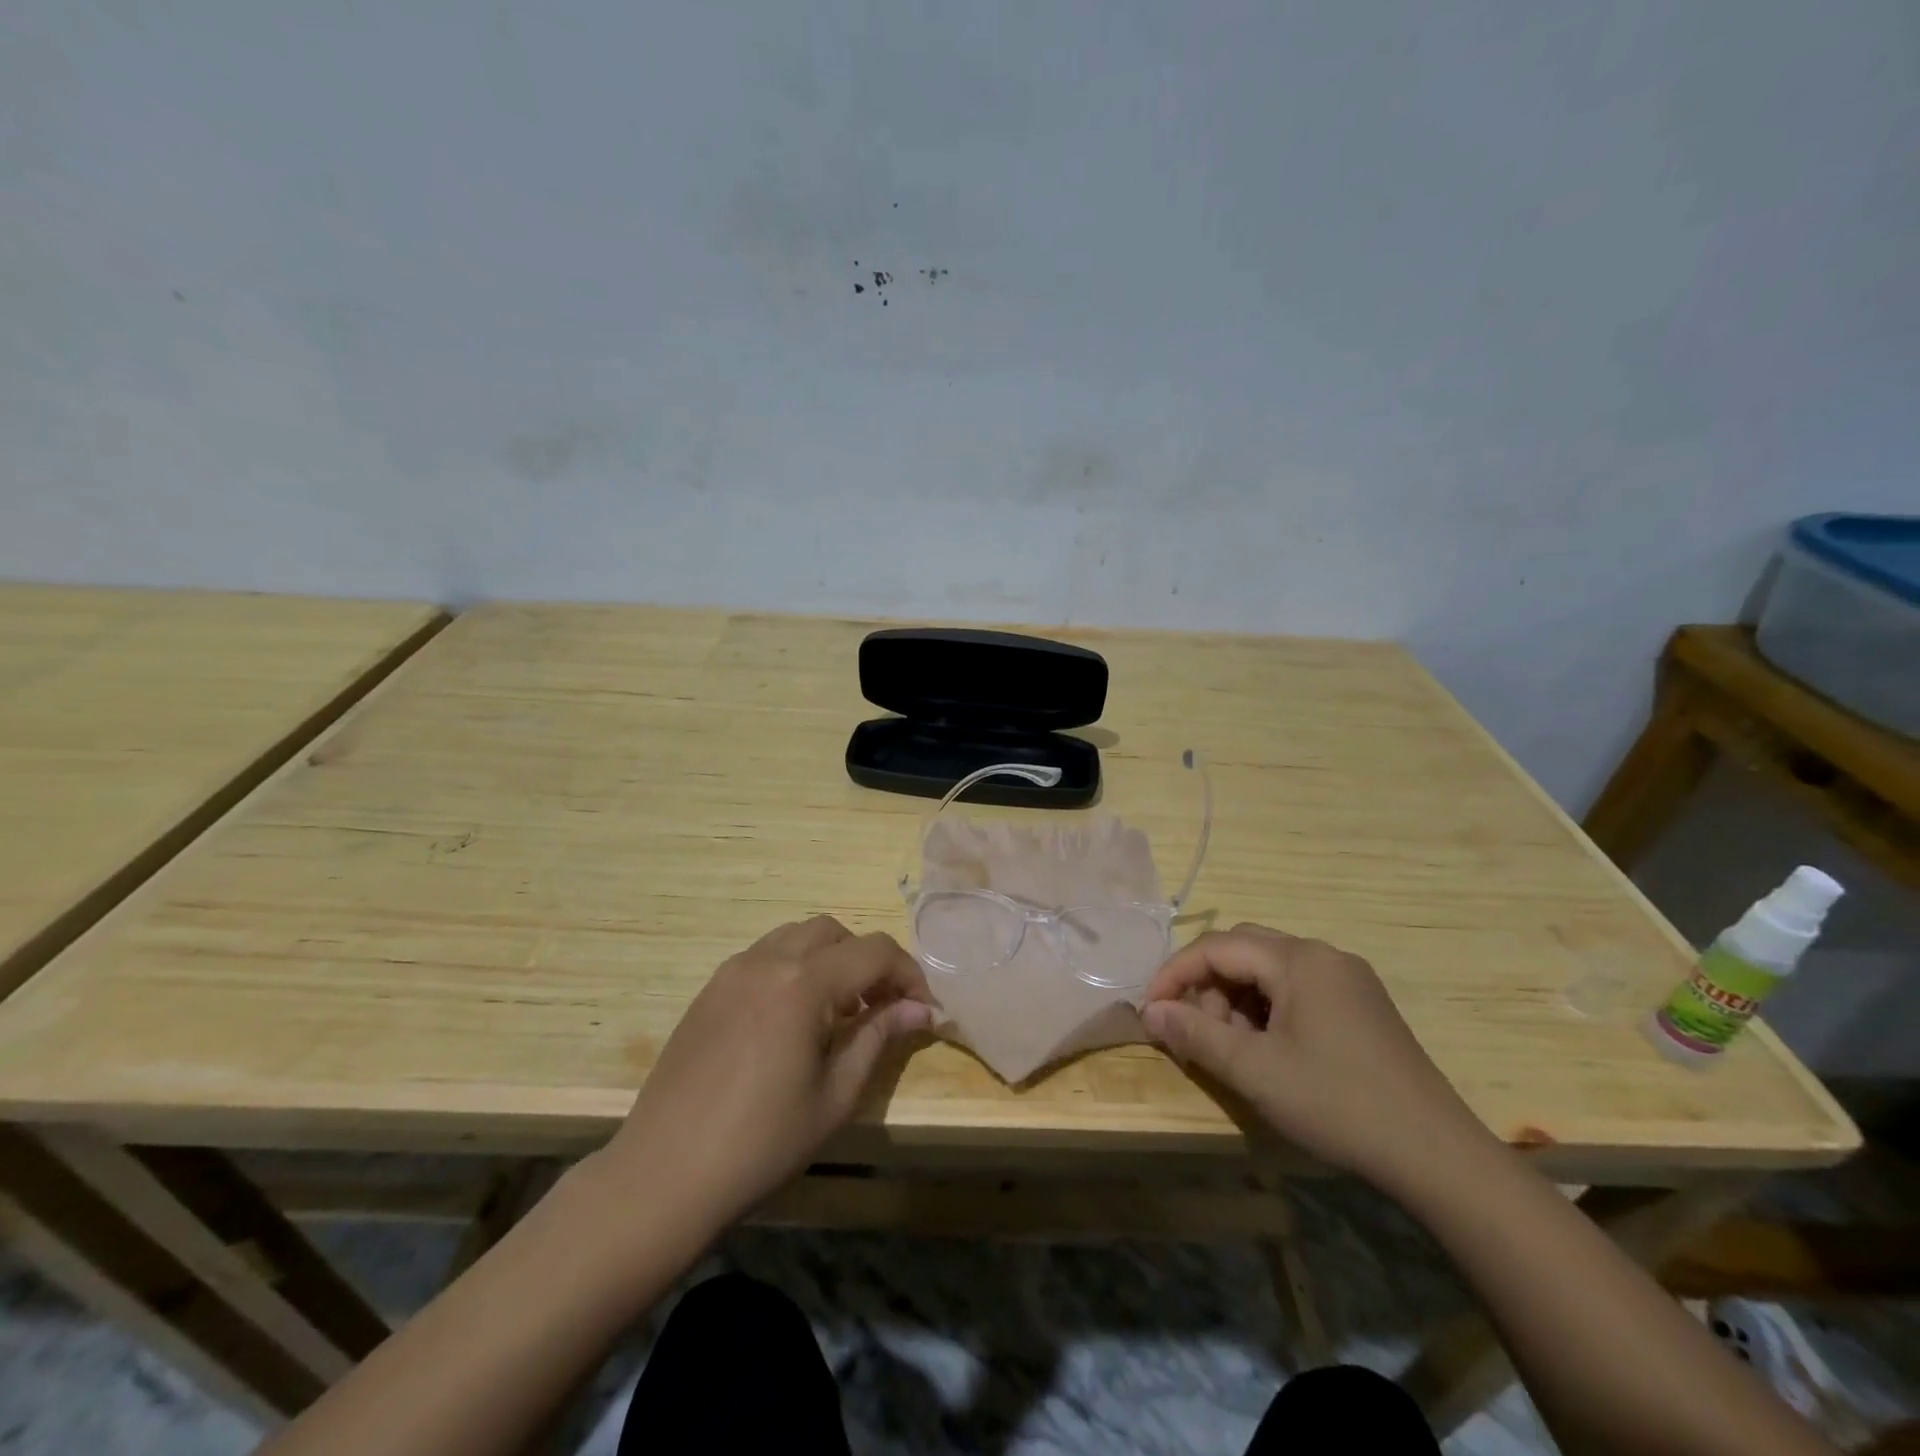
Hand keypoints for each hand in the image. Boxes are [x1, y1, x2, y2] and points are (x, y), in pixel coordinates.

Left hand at [599, 917, 933, 1229]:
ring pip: (797, 937)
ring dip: (830, 958)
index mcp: (802, 984)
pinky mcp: (710, 989)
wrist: (663, 1175)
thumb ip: (878, 1037)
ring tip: (839, 1010)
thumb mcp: (835, 1096)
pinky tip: (793, 1018)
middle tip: (880, 1007)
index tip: (923, 1009)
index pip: (873, 952)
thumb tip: (920, 1009)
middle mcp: (767, 961)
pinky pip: (765, 955)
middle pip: (835, 932)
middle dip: (867, 960)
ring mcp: (732, 971)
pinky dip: (794, 967)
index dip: (908, 973)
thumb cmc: (760, 1144)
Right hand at [1141, 924, 1493, 1191]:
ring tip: (1231, 1048)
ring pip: (1269, 972)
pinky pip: (1297, 991)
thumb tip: (1151, 1012)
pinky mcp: (1362, 1006)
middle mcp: (1323, 955)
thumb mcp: (1254, 1070)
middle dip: (1207, 987)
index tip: (1150, 1011)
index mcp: (1298, 958)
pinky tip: (1268, 1050)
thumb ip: (1195, 1034)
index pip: (1217, 947)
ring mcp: (1348, 980)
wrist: (1437, 1156)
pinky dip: (1267, 1011)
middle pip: (1243, 951)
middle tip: (1194, 1032)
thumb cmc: (1337, 1102)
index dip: (1175, 975)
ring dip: (1236, 1001)